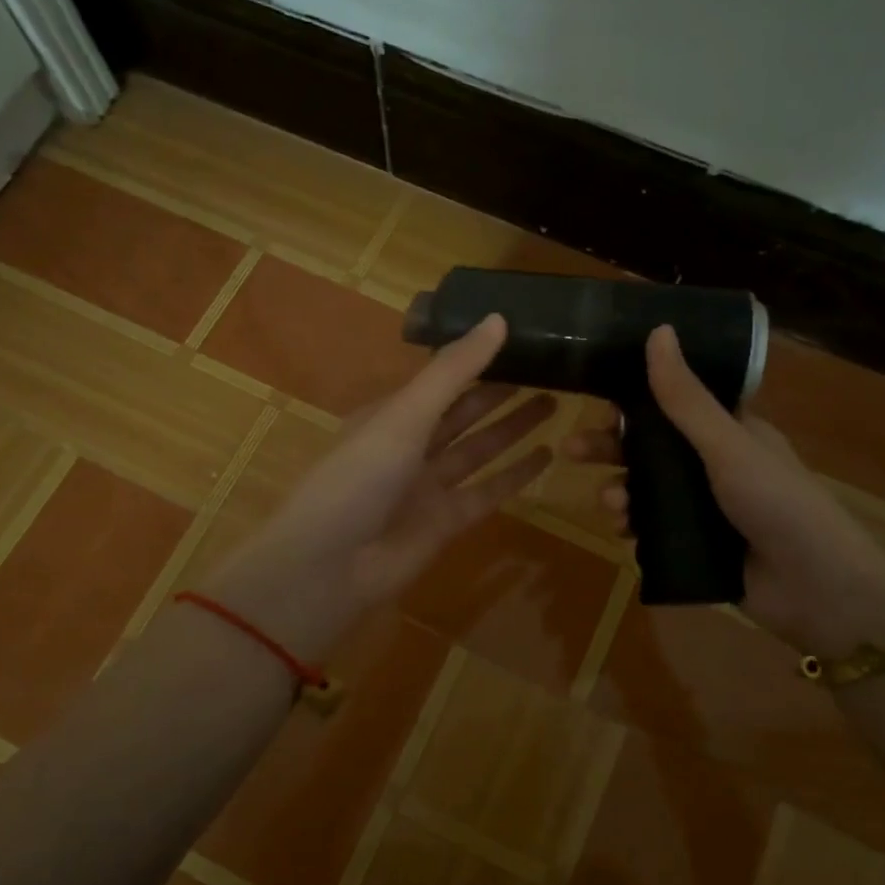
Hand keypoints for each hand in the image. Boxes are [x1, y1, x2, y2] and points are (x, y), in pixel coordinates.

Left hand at [199, 315, 554, 662]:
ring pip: (478, 449)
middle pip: (461, 413)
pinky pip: (487, 491)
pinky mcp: (446, 522)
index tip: (516, 341)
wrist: (330, 566)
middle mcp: (408, 446)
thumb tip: (498, 318)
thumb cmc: (358, 477)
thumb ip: (452, 371)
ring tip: (554, 404)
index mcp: (389, 414)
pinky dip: (515, 475)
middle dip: (499, 393)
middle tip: (546, 372)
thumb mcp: (404, 415)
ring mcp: (427, 486)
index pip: (439, 379)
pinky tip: (545, 456)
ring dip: (512, 429)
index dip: (475, 361)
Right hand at [565, 325, 884, 657]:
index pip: (672, 403)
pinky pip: (651, 528)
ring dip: (619, 489)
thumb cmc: (777, 502)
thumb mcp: (728, 445)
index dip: (634, 400)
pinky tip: (622, 532)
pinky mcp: (695, 545)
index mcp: (728, 431)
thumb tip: (658, 330)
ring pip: (646, 489)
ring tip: (609, 504)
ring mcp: (703, 507)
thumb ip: (685, 397)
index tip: (598, 401)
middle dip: (610, 447)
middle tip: (571, 450)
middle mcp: (713, 464)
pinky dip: (632, 526)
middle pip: (650, 446)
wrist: (817, 589)